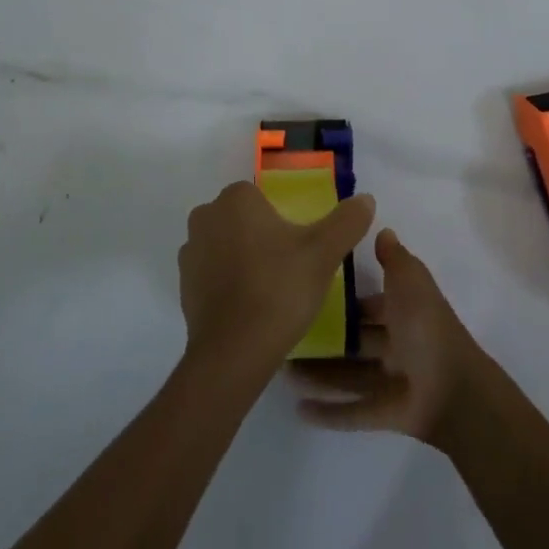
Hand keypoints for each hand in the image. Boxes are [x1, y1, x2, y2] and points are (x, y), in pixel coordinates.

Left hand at [178, 181, 375, 374]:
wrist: (234, 350)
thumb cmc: (280, 289)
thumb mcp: (324, 253)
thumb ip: (346, 221)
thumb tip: (366, 198)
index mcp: (236, 198)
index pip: (261, 197)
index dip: (280, 220)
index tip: (298, 248)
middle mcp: (206, 215)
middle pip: (241, 219)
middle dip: (261, 237)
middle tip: (288, 270)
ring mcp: (189, 250)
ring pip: (224, 245)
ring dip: (242, 259)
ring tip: (269, 291)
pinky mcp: (183, 283)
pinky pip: (211, 273)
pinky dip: (227, 283)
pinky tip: (248, 306)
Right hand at [293, 227, 490, 448]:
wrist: (454, 389)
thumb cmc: (426, 327)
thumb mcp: (410, 280)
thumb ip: (394, 258)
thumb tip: (382, 230)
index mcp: (404, 314)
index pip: (369, 305)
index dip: (343, 300)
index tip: (306, 292)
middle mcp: (396, 345)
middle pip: (354, 342)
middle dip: (324, 338)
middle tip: (286, 333)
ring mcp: (390, 382)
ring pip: (347, 376)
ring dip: (317, 374)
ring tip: (282, 370)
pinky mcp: (384, 414)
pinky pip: (352, 412)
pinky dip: (328, 412)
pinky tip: (298, 408)